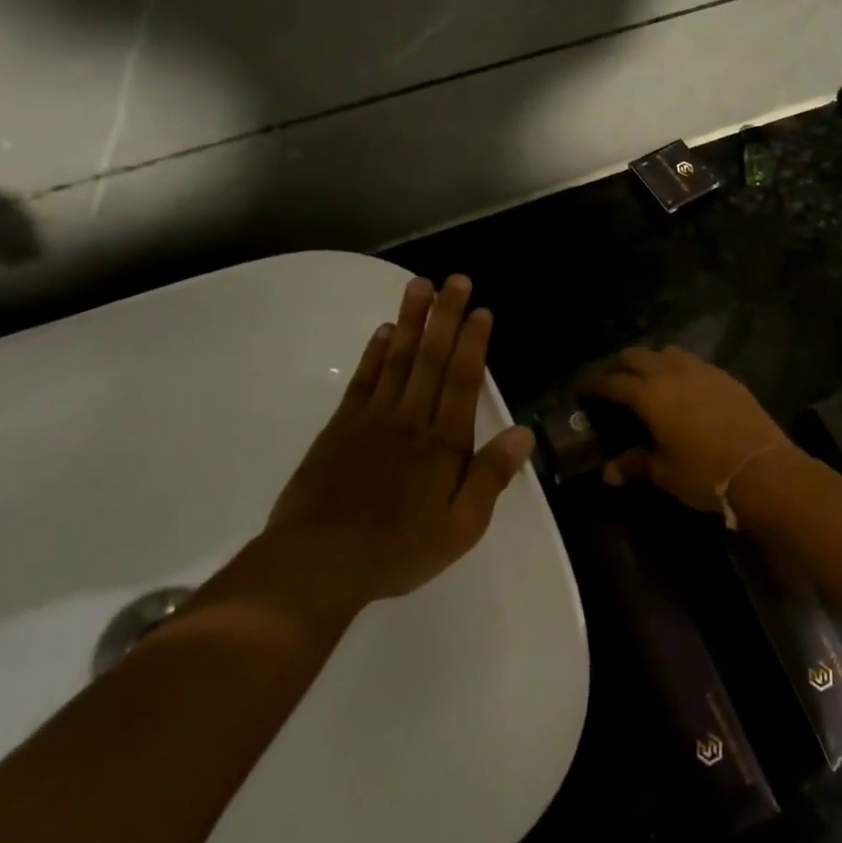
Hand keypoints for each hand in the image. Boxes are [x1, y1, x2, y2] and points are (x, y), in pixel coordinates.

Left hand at [266, 274, 533, 607]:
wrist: (317, 563)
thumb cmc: (397, 550)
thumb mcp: (460, 528)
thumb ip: (490, 478)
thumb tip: (523, 433)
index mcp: (443, 444)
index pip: (462, 381)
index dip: (473, 343)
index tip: (481, 310)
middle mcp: (410, 420)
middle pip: (432, 359)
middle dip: (446, 316)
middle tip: (456, 279)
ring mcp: (372, 419)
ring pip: (397, 359)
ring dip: (411, 321)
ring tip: (420, 285)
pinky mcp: (341, 427)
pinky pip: (363, 381)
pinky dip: (375, 353)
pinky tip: (384, 332)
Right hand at [582, 346, 790, 512]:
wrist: (762, 469)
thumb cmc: (705, 474)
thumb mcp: (665, 473)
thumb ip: (636, 465)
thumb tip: (609, 473)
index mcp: (650, 395)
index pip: (613, 382)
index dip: (594, 384)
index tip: (582, 389)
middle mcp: (673, 374)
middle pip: (638, 356)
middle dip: (621, 365)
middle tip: (613, 381)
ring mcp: (703, 371)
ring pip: (668, 353)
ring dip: (652, 361)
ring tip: (649, 379)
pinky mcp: (726, 377)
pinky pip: (694, 363)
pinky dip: (680, 368)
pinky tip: (684, 387)